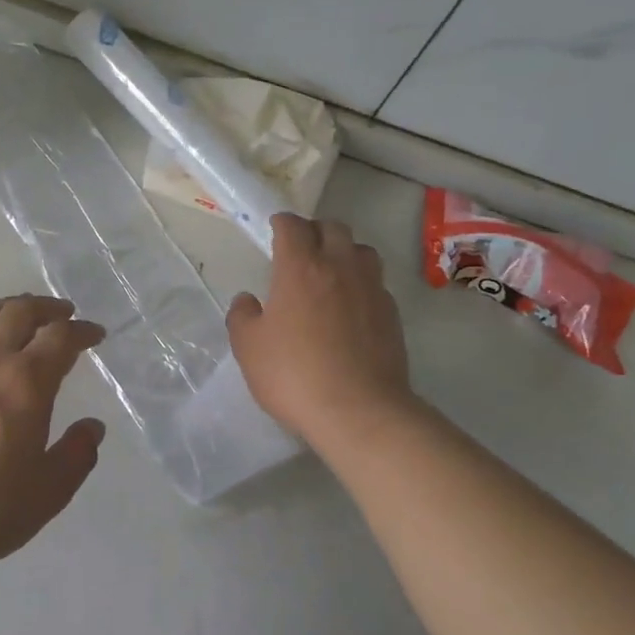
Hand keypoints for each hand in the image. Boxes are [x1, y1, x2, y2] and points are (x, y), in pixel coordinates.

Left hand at [0, 295, 106, 576]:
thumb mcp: (47, 492)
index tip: (95, 334)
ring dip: (9, 309)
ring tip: (20, 316)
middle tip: (63, 314)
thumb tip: (92, 427)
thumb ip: (77, 455)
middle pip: (20, 311)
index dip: (83, 330)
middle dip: (48, 308)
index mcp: (26, 381)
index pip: (61, 337)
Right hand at [228, 214, 416, 445]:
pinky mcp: (392, 313)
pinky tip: (351, 307)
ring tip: (331, 272)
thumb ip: (242, 316)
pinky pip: (376, 283)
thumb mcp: (249, 348)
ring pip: (362, 250)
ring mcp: (371, 289)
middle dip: (315, 230)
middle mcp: (340, 267)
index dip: (282, 223)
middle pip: (333, 228)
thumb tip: (247, 300)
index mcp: (300, 268)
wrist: (358, 411)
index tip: (275, 229)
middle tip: (302, 249)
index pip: (293, 226)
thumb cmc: (294, 375)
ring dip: (345, 252)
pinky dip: (362, 283)